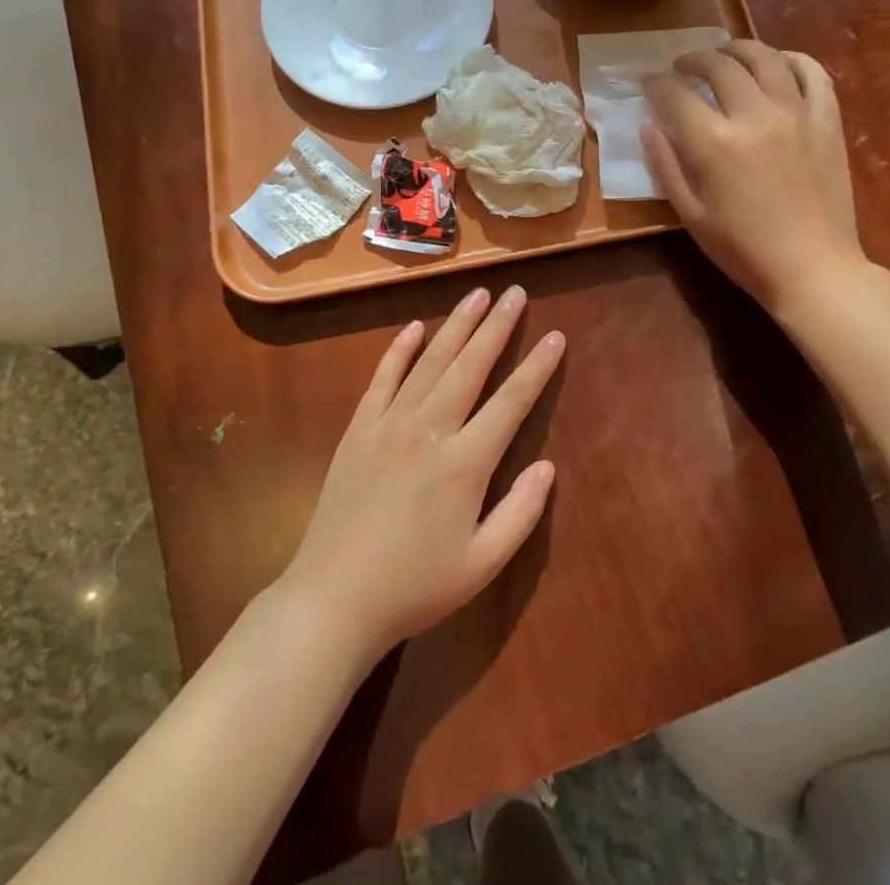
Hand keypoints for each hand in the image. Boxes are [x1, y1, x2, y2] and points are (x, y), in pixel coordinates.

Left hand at [277, 285, 561, 663]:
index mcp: (465, 462)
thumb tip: (547, 466)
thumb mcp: (482, 563)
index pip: (511, 402)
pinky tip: (414, 327)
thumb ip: (521, 512)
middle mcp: (430, 429)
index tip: (555, 336)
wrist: (334, 598)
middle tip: (515, 291)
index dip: (537, 367)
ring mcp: (390, 423)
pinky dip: (399, 349)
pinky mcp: (359, 428)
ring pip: (430, 361)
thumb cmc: (416, 586)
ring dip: (456, 325)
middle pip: (471, 366)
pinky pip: (383, 377)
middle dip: (497, 326)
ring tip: (477, 294)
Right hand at [642, 40, 862, 313]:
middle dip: (692, 60)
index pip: (675, 95)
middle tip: (682, 68)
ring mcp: (796, 114)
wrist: (813, 269)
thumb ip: (666, 164)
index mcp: (714, 142)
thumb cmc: (743, 249)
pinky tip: (778, 63)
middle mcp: (754, 115)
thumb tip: (649, 125)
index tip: (648, 83)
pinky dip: (793, 59)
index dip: (655, 84)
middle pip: (718, 66)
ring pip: (765, 58)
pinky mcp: (827, 121)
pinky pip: (813, 74)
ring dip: (738, 49)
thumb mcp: (690, 214)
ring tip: (724, 54)